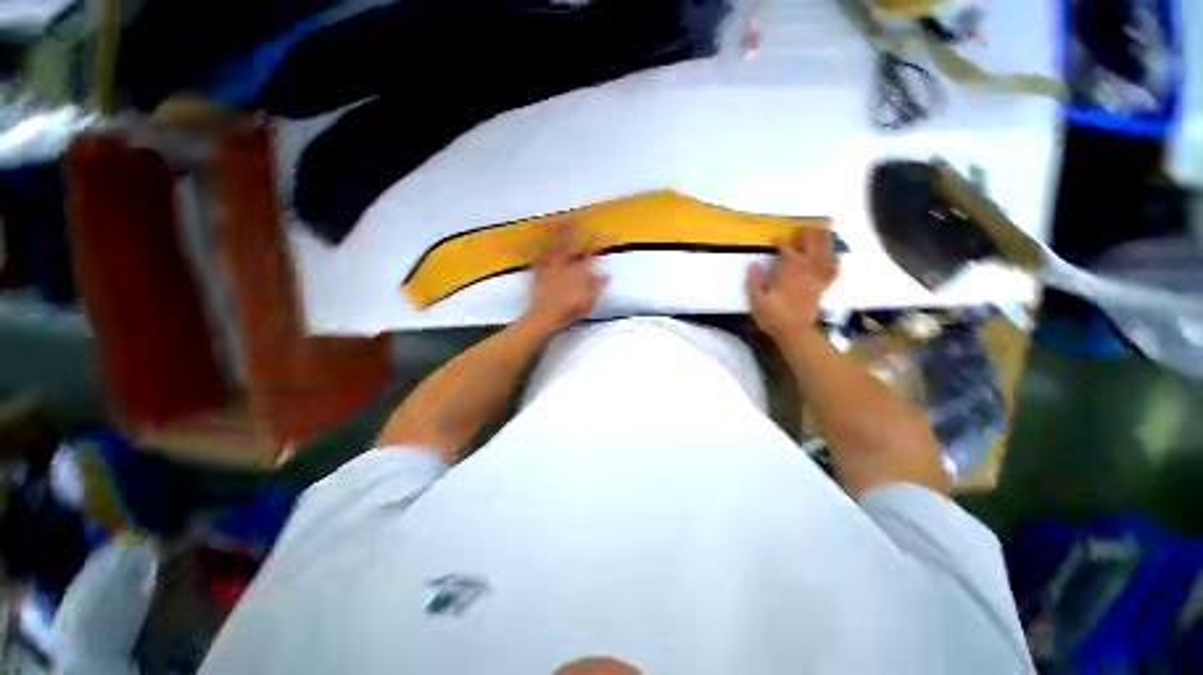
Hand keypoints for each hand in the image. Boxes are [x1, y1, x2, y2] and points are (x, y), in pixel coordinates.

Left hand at [524, 220, 607, 332]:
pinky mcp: (539, 271)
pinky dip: (539, 246)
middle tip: (576, 217)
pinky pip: (539, 255)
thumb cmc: (569, 310)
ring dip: (558, 232)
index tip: (602, 232)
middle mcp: (565, 265)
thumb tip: (607, 275)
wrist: (545, 315)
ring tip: (559, 220)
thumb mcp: (589, 301)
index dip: (596, 242)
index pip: (590, 253)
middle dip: (574, 230)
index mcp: (579, 272)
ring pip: (555, 246)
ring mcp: (551, 266)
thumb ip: (598, 286)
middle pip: (571, 244)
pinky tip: (538, 237)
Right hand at [747, 227, 838, 338]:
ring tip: (823, 229)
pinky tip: (833, 255)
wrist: (793, 331)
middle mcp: (806, 271)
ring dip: (825, 240)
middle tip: (803, 226)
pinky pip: (833, 270)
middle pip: (811, 246)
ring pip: (826, 253)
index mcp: (788, 273)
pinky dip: (835, 260)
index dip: (781, 242)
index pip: (787, 250)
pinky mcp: (823, 286)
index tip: (775, 239)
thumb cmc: (772, 316)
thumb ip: (755, 282)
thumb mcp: (757, 301)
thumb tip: (754, 264)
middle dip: (808, 234)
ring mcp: (817, 278)